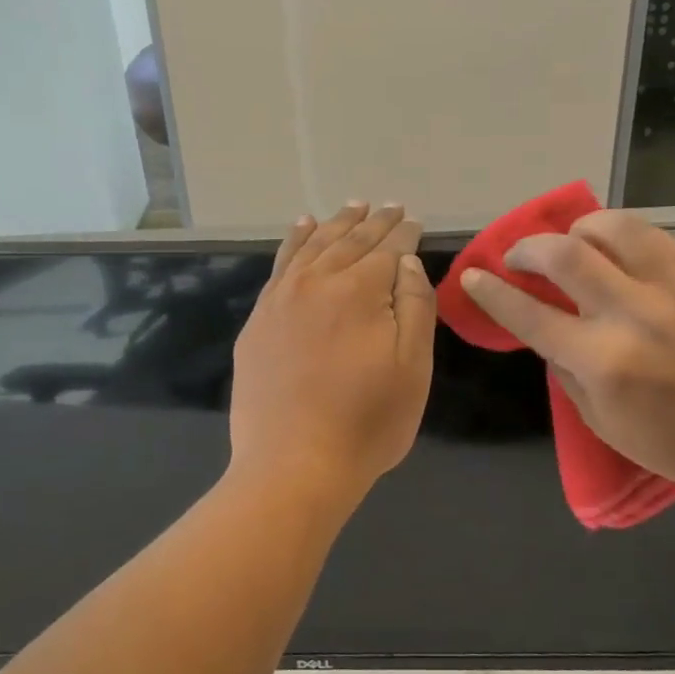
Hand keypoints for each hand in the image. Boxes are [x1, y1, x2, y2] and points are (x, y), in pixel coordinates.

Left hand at [229, 203, 434, 508]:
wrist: (293, 466)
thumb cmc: (367, 423)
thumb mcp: (412, 368)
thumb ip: (414, 306)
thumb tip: (407, 262)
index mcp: (360, 291)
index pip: (388, 249)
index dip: (405, 233)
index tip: (415, 221)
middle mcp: (318, 283)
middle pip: (350, 241)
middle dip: (374, 222)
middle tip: (391, 206)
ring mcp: (281, 299)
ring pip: (313, 245)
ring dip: (336, 224)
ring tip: (353, 207)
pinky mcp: (259, 320)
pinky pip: (280, 265)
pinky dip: (294, 241)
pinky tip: (302, 228)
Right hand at [461, 211, 674, 493]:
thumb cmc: (670, 441)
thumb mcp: (599, 421)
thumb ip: (565, 369)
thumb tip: (547, 327)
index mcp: (603, 360)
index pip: (530, 314)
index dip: (493, 292)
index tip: (473, 276)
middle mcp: (633, 314)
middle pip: (565, 255)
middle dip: (528, 248)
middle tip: (519, 257)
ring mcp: (672, 289)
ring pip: (613, 228)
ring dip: (579, 229)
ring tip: (573, 242)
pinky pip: (653, 235)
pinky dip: (622, 235)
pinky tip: (616, 248)